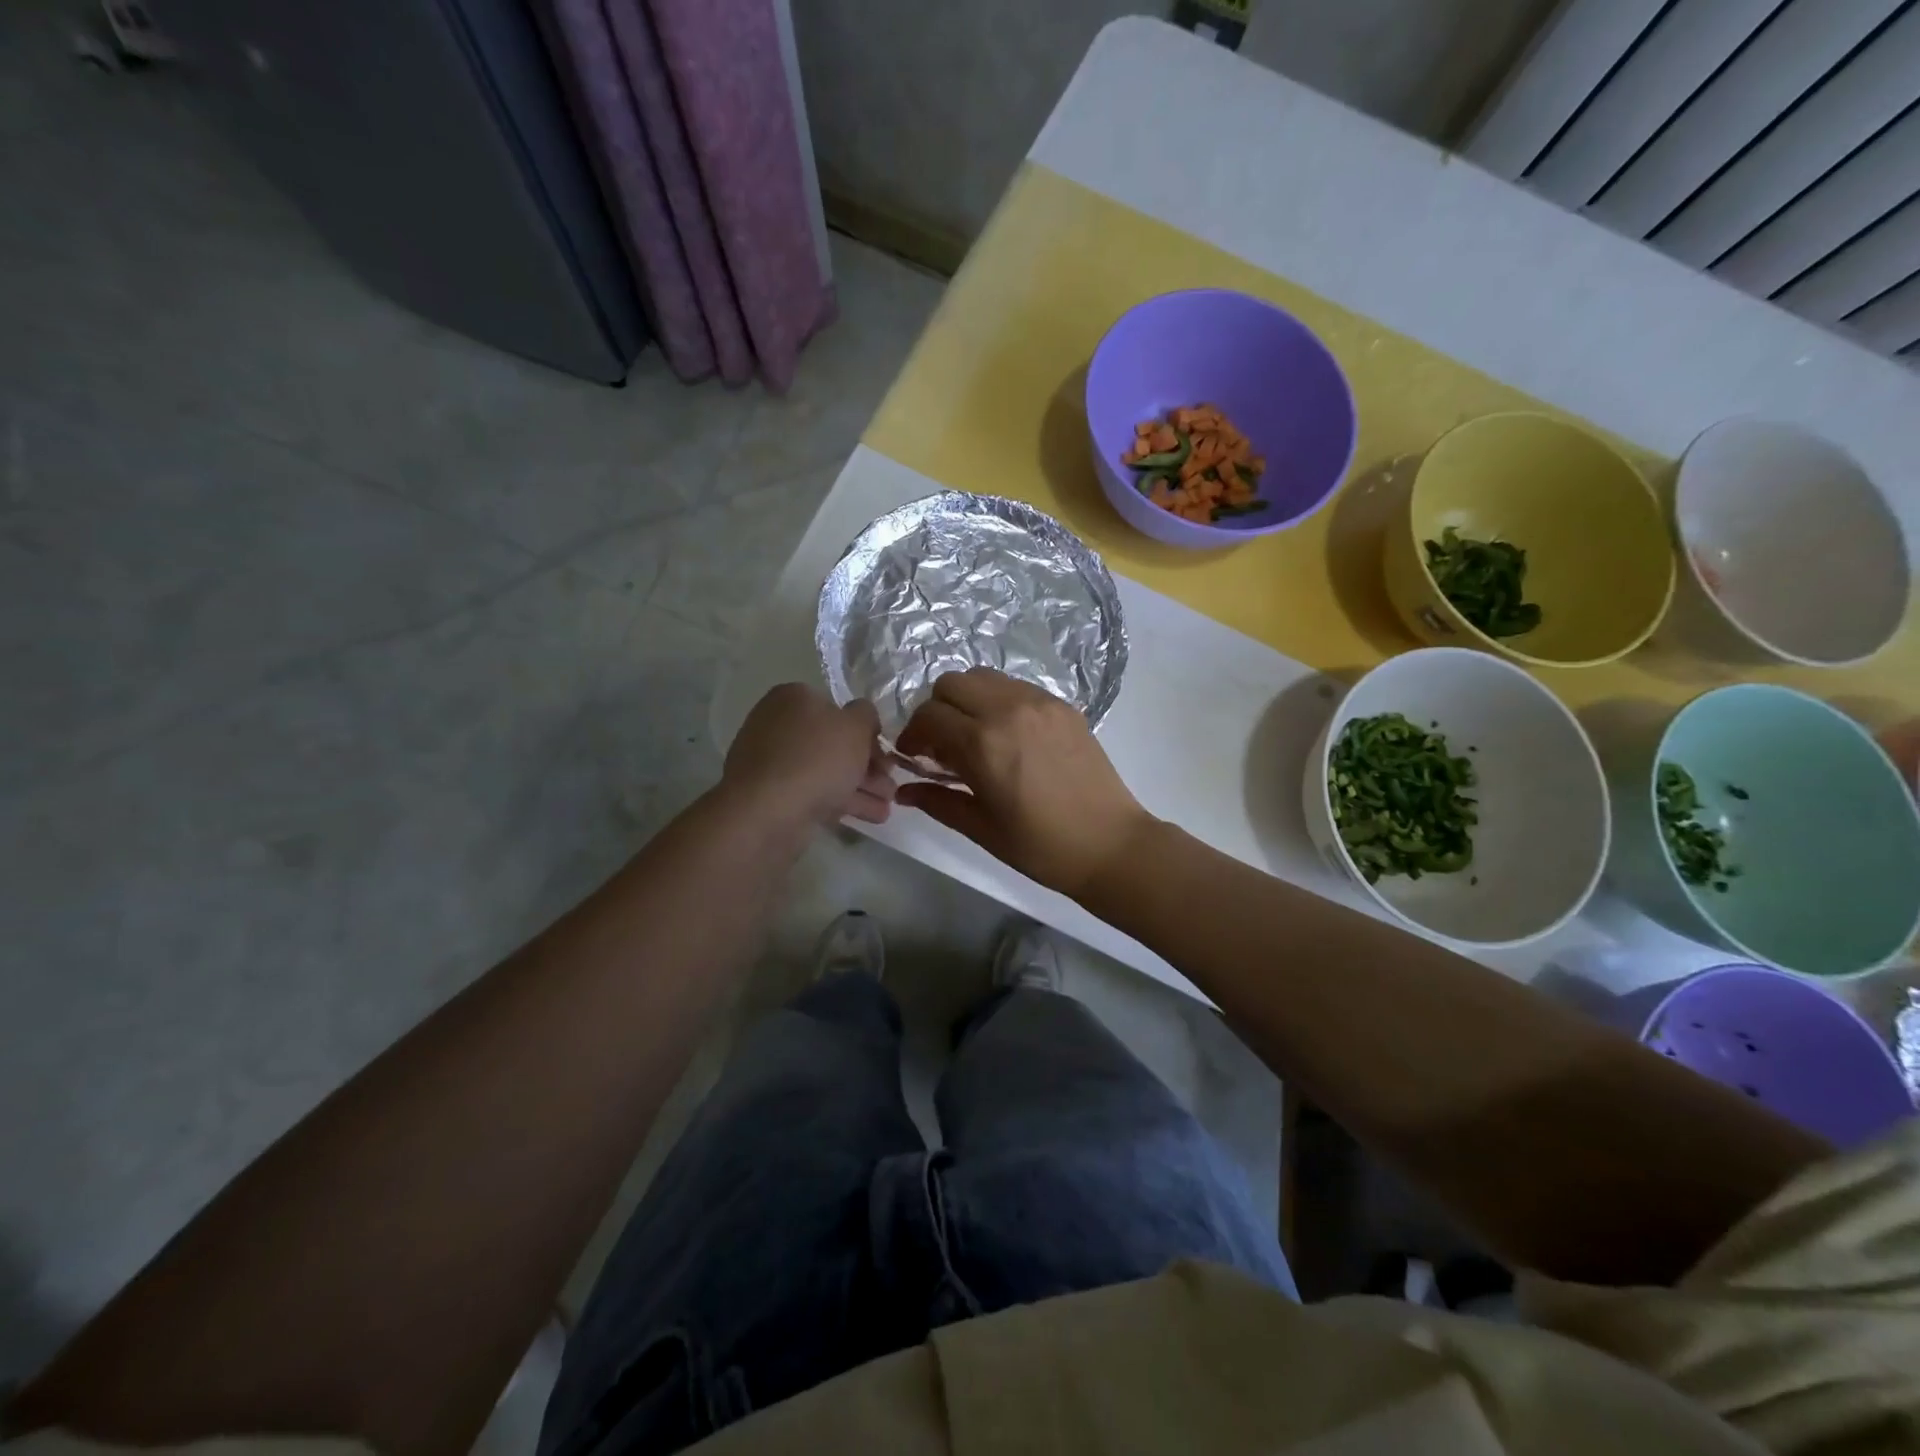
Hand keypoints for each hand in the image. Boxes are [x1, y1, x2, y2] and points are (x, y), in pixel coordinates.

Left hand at [724, 683, 895, 828]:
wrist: (768, 811)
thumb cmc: (816, 758)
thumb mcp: (855, 726)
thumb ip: (867, 715)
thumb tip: (863, 718)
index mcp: (793, 698)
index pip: (836, 708)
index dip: (865, 730)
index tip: (886, 752)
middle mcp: (778, 725)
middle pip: (832, 742)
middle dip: (867, 764)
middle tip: (891, 782)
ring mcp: (772, 762)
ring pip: (826, 770)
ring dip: (860, 785)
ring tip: (889, 804)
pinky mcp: (772, 795)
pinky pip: (814, 792)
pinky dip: (842, 801)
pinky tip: (872, 816)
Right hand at [895, 669, 1155, 896]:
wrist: (1110, 844)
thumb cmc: (1040, 846)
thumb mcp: (981, 828)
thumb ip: (937, 801)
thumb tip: (903, 791)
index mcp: (983, 743)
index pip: (928, 716)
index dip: (912, 735)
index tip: (914, 757)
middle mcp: (1008, 710)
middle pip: (951, 683)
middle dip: (936, 710)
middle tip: (941, 744)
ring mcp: (1039, 703)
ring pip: (984, 677)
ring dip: (967, 700)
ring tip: (974, 735)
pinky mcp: (1062, 705)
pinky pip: (1016, 686)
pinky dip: (998, 700)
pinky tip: (1007, 734)